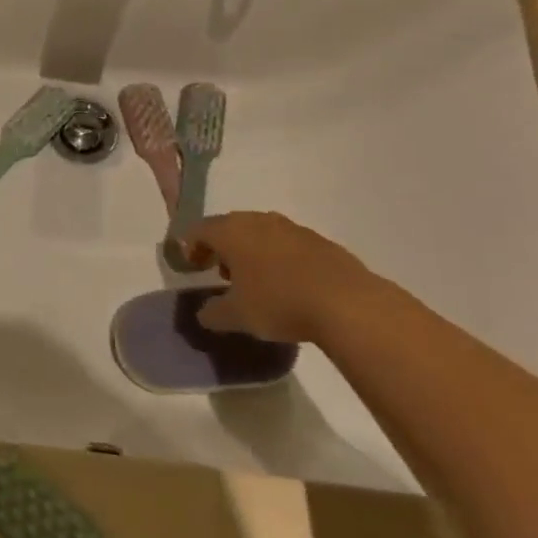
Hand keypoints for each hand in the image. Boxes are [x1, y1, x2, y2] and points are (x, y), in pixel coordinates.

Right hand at [184, 212, 378, 344]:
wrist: (347, 303)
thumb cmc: (279, 303)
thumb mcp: (237, 316)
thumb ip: (213, 313)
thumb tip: (202, 314)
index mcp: (230, 232)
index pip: (199, 230)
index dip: (190, 246)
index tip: (191, 266)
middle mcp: (258, 221)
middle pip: (229, 227)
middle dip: (220, 247)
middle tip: (219, 272)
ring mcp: (291, 228)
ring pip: (260, 233)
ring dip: (250, 251)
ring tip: (254, 280)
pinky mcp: (320, 241)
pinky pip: (287, 244)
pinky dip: (278, 258)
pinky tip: (287, 283)